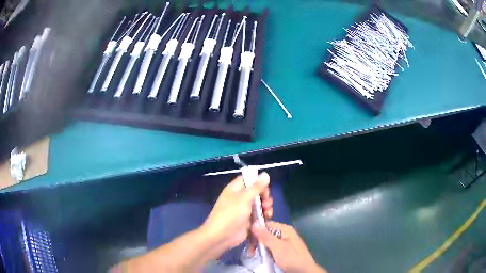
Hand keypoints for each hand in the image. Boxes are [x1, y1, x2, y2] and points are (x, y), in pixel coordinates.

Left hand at [201, 172, 272, 258]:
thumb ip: (256, 187)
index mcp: (235, 189)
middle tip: (267, 202)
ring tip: (267, 212)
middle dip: (265, 196)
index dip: (258, 181)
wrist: (221, 236)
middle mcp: (240, 198)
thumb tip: (265, 173)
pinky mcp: (249, 220)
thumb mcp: (244, 199)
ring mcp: (245, 210)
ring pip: (260, 204)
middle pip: (257, 192)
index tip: (265, 187)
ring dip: (266, 207)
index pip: (248, 179)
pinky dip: (264, 216)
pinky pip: (259, 215)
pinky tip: (266, 219)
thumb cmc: (230, 215)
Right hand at [251, 221, 326, 272]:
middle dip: (256, 241)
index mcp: (285, 229)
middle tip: (250, 251)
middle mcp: (284, 233)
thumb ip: (266, 236)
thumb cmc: (292, 259)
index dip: (255, 231)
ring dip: (259, 247)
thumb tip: (254, 223)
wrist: (304, 271)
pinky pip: (270, 247)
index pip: (266, 224)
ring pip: (266, 241)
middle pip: (265, 233)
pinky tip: (261, 256)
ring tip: (253, 255)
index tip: (248, 240)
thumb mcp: (278, 248)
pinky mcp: (283, 250)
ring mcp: (284, 242)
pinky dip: (264, 251)